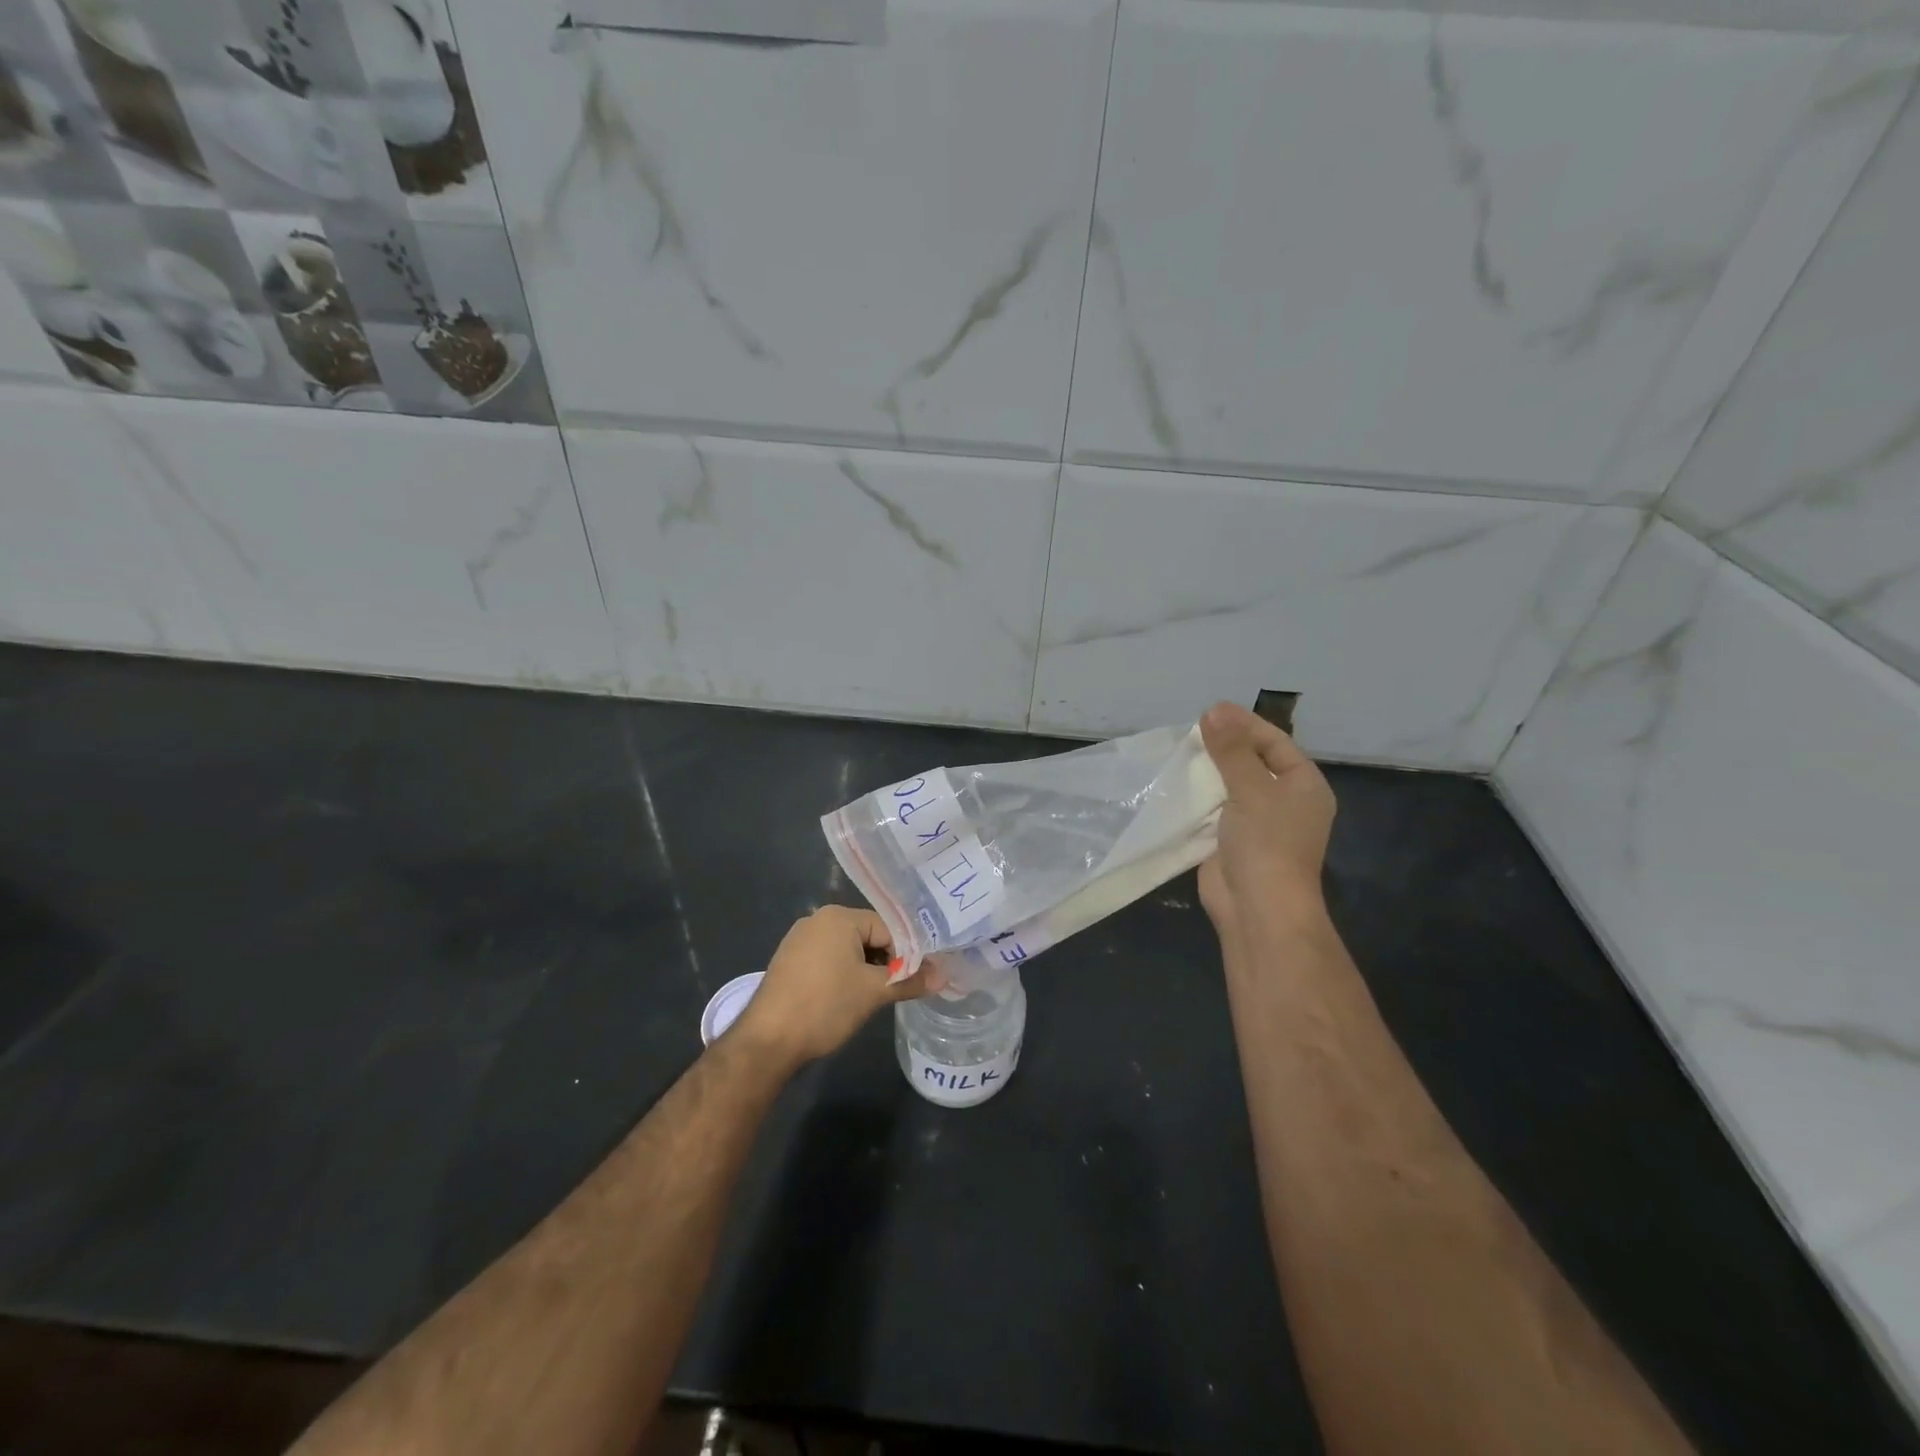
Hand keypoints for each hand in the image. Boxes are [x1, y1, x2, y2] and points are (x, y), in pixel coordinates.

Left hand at [732, 906, 940, 1067]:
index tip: (917, 978)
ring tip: (874, 998)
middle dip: (885, 962)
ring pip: (848, 950)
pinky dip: (843, 975)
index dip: (906, 954)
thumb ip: (910, 980)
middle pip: (868, 935)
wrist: (767, 1041)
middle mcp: (818, 919)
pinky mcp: (789, 961)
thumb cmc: (825, 1006)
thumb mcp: (873, 993)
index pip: (888, 927)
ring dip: (865, 970)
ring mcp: (799, 940)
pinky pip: (828, 959)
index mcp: (839, 916)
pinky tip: (847, 999)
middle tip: (897, 990)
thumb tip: (944, 976)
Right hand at [1197, 701, 1336, 941]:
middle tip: (1192, 727)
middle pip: (1253, 762)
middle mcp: (1285, 801)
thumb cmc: (1266, 842)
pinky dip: (1199, 795)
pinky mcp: (1232, 841)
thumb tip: (1213, 711)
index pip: (1275, 743)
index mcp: (1304, 786)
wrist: (1257, 907)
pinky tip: (1176, 782)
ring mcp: (1258, 823)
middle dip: (1225, 745)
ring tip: (1180, 749)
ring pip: (1232, 785)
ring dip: (1209, 770)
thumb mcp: (1251, 788)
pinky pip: (1215, 808)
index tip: (1211, 710)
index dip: (1245, 724)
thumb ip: (1231, 749)